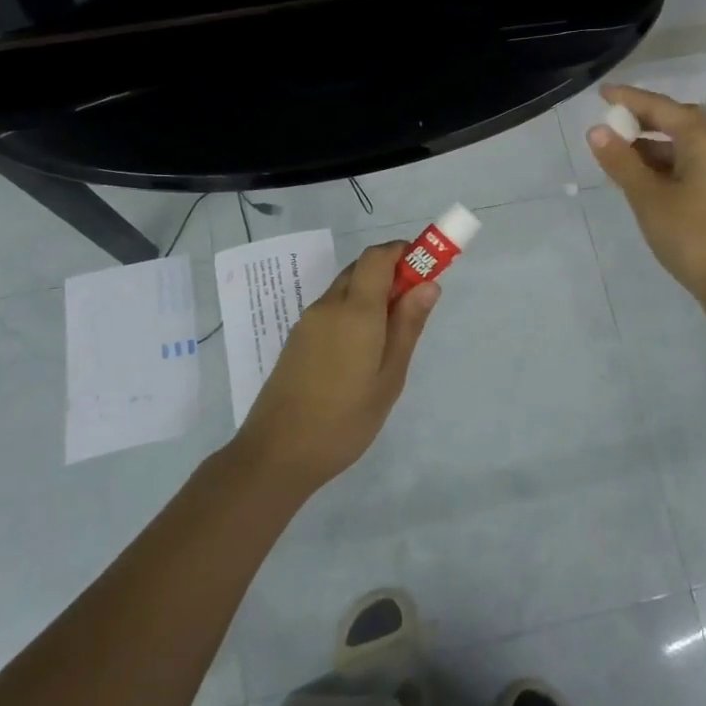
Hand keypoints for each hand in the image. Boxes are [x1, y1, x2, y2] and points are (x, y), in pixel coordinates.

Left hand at [234, 242, 439, 490]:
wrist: (277, 453)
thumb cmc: (345, 419)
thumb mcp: (389, 377)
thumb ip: (408, 326)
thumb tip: (428, 284)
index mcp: (355, 311)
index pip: (378, 256)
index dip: (404, 251)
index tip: (427, 268)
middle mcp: (329, 306)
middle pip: (362, 268)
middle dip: (391, 272)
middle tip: (414, 305)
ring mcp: (309, 321)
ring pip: (346, 288)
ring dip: (372, 292)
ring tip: (391, 335)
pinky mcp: (298, 338)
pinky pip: (332, 308)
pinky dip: (353, 310)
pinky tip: (362, 350)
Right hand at [587, 84, 705, 312]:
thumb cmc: (691, 236)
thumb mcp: (648, 198)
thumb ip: (621, 162)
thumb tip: (597, 131)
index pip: (662, 108)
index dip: (630, 99)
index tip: (602, 93)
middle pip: (679, 121)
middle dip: (644, 120)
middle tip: (612, 122)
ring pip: (686, 145)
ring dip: (654, 144)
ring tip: (620, 153)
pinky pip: (693, 163)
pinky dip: (667, 163)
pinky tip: (644, 177)